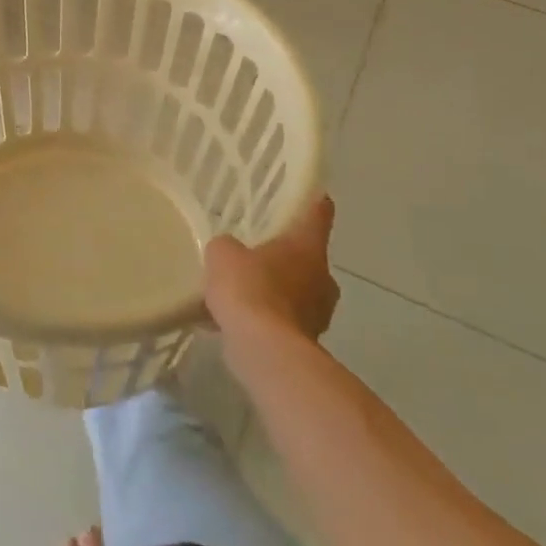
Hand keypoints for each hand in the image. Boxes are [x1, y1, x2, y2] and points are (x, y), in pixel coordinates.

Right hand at [204, 195, 338, 344]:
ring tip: (242, 292)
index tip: (309, 194)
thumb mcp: (223, 254)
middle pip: (308, 257)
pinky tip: (238, 322)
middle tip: (257, 252)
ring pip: (298, 292)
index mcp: (307, 246)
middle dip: (285, 256)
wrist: (266, 351)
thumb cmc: (250, 290)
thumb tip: (229, 252)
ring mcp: (319, 313)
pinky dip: (268, 319)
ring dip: (276, 290)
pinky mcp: (308, 343)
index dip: (313, 201)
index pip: (319, 213)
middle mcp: (322, 277)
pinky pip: (285, 321)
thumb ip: (227, 247)